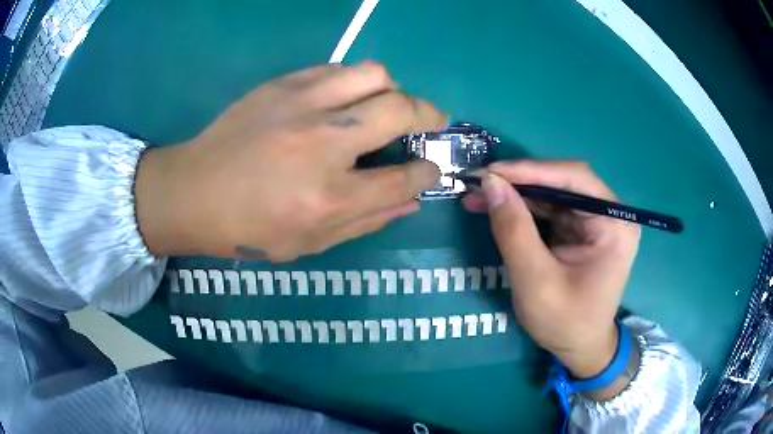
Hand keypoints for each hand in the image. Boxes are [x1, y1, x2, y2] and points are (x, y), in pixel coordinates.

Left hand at [135, 62, 446, 260]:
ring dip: (391, 90)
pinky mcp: (283, 85)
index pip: (406, 177)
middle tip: (429, 123)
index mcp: (330, 198)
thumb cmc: (248, 229)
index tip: (431, 167)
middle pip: (401, 110)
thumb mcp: (310, 243)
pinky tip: (344, 98)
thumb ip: (368, 221)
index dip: (429, 171)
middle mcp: (323, 144)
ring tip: (382, 106)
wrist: (193, 192)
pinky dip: (354, 82)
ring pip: (374, 75)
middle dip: (429, 115)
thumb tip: (413, 200)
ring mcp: (302, 106)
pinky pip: (338, 68)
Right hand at [462, 161, 640, 382]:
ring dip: (516, 195)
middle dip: (520, 183)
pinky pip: (549, 211)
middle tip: (480, 183)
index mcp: (614, 224)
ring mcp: (594, 221)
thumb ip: (514, 231)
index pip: (575, 179)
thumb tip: (490, 183)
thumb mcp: (536, 281)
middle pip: (563, 183)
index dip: (532, 170)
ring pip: (552, 194)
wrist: (579, 349)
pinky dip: (522, 210)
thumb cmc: (566, 323)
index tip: (491, 172)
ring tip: (479, 196)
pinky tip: (496, 209)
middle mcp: (609, 215)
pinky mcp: (580, 230)